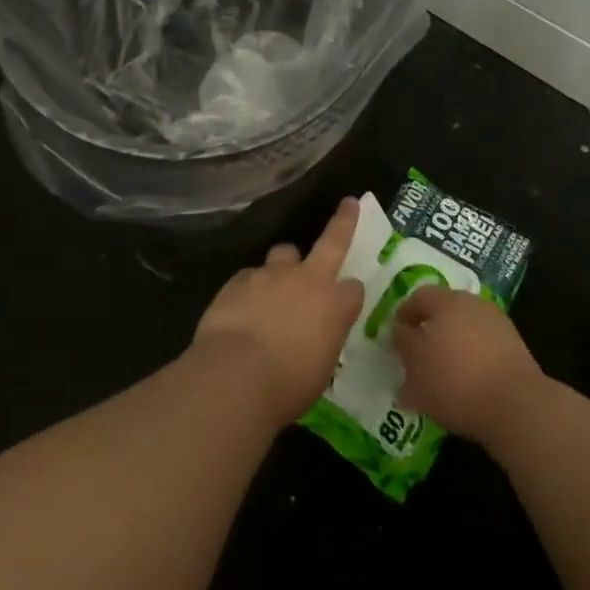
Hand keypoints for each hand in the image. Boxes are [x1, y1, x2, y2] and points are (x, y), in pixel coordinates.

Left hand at [192, 198, 366, 426]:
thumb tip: (315, 337)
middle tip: (349, 204)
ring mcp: (271, 274)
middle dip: (344, 220)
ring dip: (283, 266)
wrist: (236, 376)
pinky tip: (242, 309)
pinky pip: (250, 276)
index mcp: (334, 305)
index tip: (347, 300)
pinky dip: (250, 288)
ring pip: (283, 254)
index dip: (351, 294)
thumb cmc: (287, 386)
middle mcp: (307, 279)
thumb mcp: (319, 370)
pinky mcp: (240, 278)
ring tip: (273, 286)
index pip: (354, 289)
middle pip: (332, 240)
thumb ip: (321, 342)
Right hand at [393, 285, 544, 447]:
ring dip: (450, 351)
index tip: (395, 337)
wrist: (517, 406)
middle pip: (444, 313)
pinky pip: (483, 352)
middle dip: (428, 334)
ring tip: (438, 380)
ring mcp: (498, 327)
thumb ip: (403, 342)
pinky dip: (470, 365)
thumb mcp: (415, 362)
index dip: (404, 315)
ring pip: (464, 334)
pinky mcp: (515, 352)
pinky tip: (464, 389)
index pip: (419, 297)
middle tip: (415, 358)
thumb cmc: (455, 378)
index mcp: (448, 300)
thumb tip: (401, 331)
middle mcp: (474, 305)